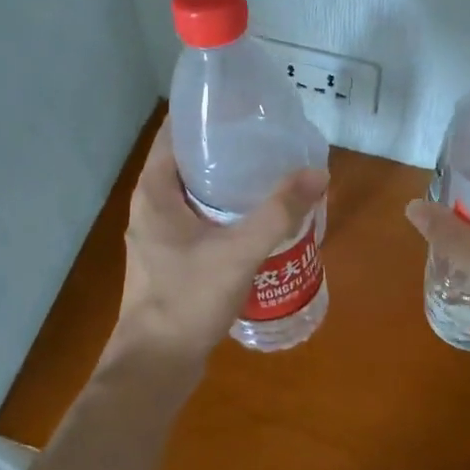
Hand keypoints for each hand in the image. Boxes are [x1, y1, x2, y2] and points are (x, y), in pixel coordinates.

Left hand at [108, 119, 327, 378]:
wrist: (156, 366)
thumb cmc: (187, 300)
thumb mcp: (238, 252)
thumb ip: (278, 212)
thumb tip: (318, 173)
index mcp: (154, 191)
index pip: (175, 132)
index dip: (205, 113)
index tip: (242, 102)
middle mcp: (151, 205)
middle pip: (188, 159)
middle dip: (224, 144)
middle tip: (266, 134)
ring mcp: (159, 233)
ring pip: (194, 191)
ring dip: (226, 178)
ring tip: (268, 166)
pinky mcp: (171, 257)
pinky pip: (198, 217)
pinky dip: (224, 207)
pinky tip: (256, 213)